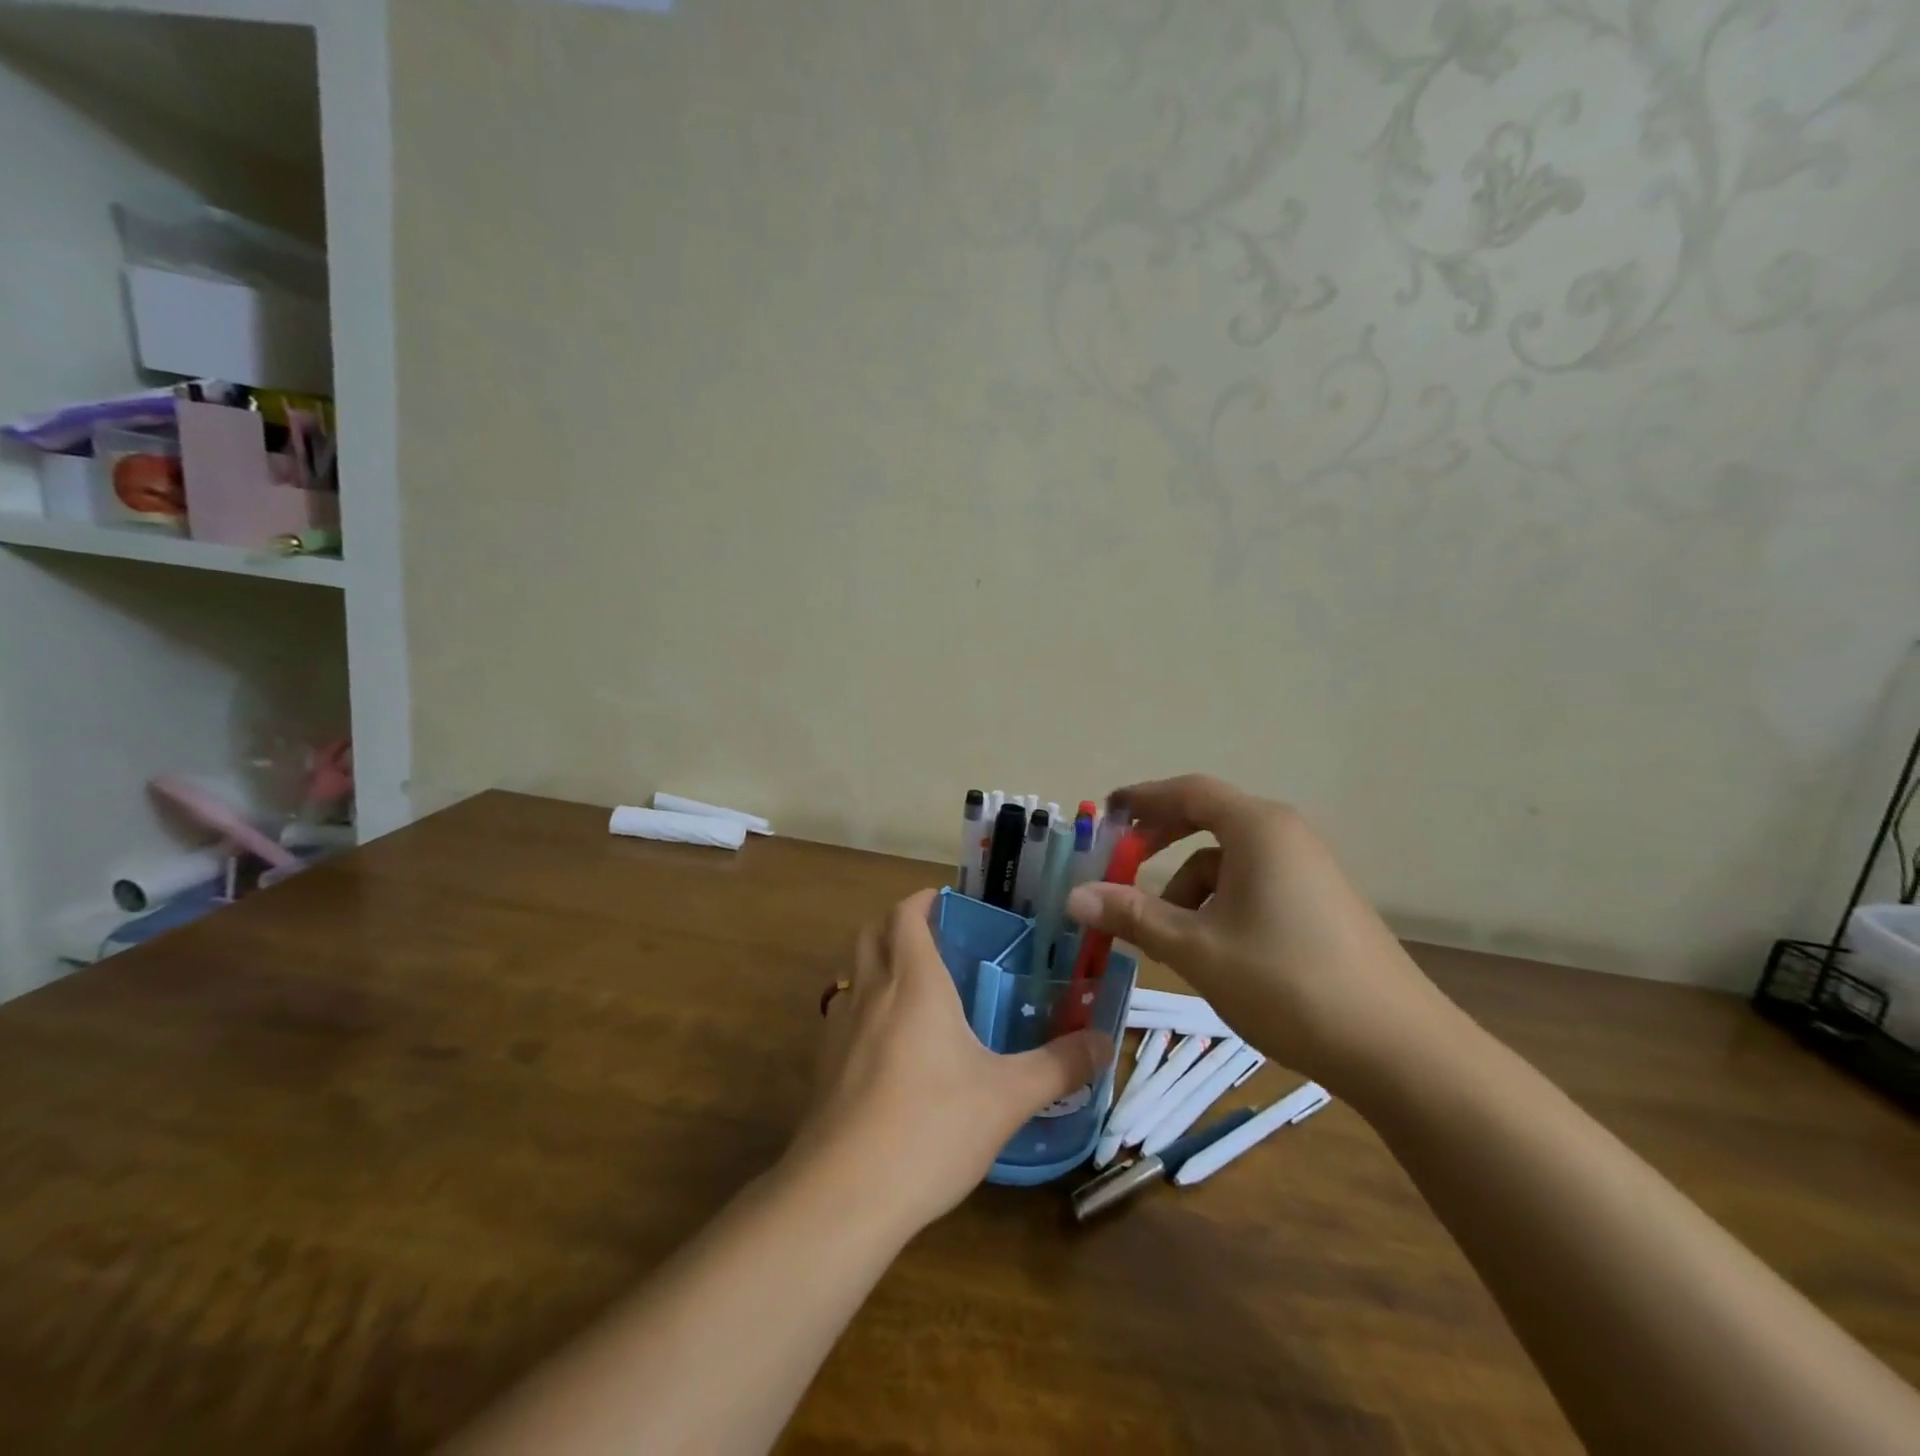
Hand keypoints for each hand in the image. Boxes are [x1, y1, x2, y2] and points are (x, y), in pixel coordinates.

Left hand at [792, 889, 1110, 1235]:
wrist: (843, 1194)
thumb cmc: (931, 1127)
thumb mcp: (1007, 1098)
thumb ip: (1059, 1065)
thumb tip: (1104, 1041)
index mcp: (914, 982)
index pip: (907, 914)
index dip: (924, 900)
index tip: (951, 903)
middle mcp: (871, 991)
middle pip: (872, 931)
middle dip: (899, 923)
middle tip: (938, 938)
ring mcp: (840, 1027)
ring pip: (854, 970)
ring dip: (880, 961)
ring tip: (918, 988)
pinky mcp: (823, 1064)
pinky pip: (845, 1012)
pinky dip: (866, 1005)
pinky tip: (892, 1045)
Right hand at [1065, 775, 1452, 1093]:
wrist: (1398, 1050)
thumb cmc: (1286, 984)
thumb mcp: (1197, 949)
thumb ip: (1134, 915)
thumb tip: (1074, 895)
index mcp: (1258, 829)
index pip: (1189, 792)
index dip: (1142, 799)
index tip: (1105, 814)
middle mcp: (1285, 835)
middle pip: (1208, 821)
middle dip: (1160, 845)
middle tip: (1121, 872)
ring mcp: (1308, 869)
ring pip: (1228, 862)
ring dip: (1189, 889)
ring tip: (1170, 939)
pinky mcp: (1320, 903)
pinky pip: (1253, 885)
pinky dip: (1220, 905)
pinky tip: (1214, 951)